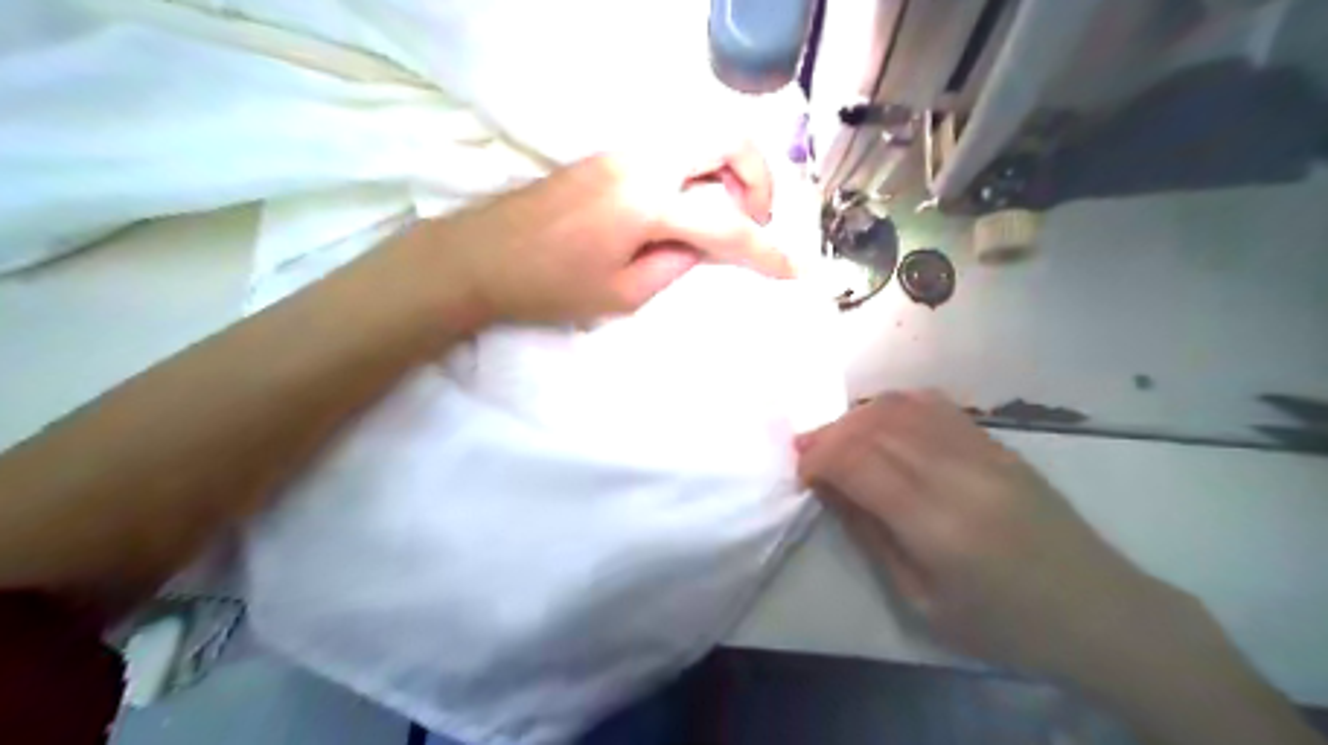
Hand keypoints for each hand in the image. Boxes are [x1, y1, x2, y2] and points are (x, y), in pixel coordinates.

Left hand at [394, 145, 787, 324]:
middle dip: (759, 177)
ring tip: (726, 214)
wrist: (481, 256)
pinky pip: (674, 148)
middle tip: (755, 219)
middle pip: (727, 137)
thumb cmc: (549, 286)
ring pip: (701, 135)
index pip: (727, 224)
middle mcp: (642, 161)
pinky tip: (691, 205)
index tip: (794, 270)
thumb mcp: (623, 294)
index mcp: (647, 203)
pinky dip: (701, 169)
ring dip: (730, 169)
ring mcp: (624, 150)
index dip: (766, 251)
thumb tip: (705, 247)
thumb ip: (676, 265)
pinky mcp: (610, 154)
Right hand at [798, 397, 1181, 681]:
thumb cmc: (1005, 625)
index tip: (802, 475)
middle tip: (806, 452)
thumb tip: (830, 490)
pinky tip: (880, 423)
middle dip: (829, 434)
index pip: (858, 462)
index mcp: (937, 524)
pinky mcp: (998, 444)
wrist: (1102, 612)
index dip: (818, 459)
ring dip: (858, 417)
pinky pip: (935, 406)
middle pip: (875, 427)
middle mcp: (959, 473)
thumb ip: (871, 536)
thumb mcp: (923, 602)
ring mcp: (983, 451)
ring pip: (902, 407)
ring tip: (837, 437)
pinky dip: (895, 407)